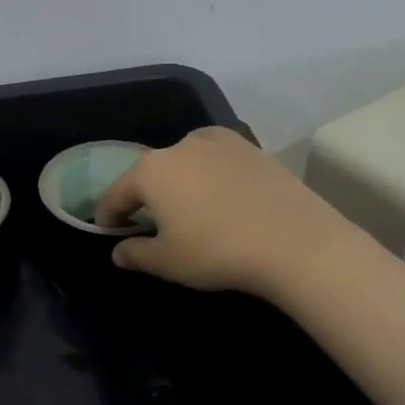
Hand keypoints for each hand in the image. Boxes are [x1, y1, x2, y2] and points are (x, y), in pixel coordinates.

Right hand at [93, 127, 362, 297]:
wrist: (295, 242)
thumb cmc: (216, 252)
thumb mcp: (167, 262)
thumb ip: (135, 254)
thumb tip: (119, 252)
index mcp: (150, 171)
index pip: (117, 192)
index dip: (108, 214)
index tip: (108, 230)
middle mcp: (179, 146)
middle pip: (150, 172)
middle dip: (144, 195)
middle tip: (147, 221)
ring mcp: (218, 142)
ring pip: (184, 161)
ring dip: (178, 181)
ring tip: (186, 206)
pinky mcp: (251, 148)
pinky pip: (216, 159)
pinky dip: (209, 174)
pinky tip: (220, 196)